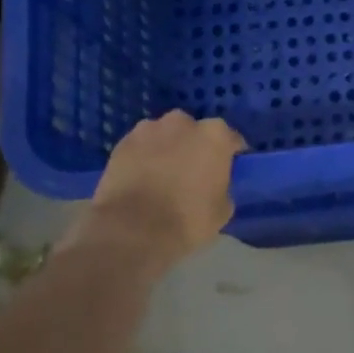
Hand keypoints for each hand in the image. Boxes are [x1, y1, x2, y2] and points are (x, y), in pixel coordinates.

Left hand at [59, 111, 246, 262]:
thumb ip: (222, 186)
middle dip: (195, 147)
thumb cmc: (187, 219)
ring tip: (162, 175)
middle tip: (192, 172)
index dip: (230, 156)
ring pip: (165, 136)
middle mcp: (183, 123)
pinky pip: (141, 147)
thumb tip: (214, 184)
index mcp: (215, 135)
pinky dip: (143, 157)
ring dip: (167, 149)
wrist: (132, 230)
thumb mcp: (223, 209)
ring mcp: (149, 129)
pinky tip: (141, 179)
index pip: (231, 140)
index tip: (227, 171)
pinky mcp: (122, 143)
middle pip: (195, 132)